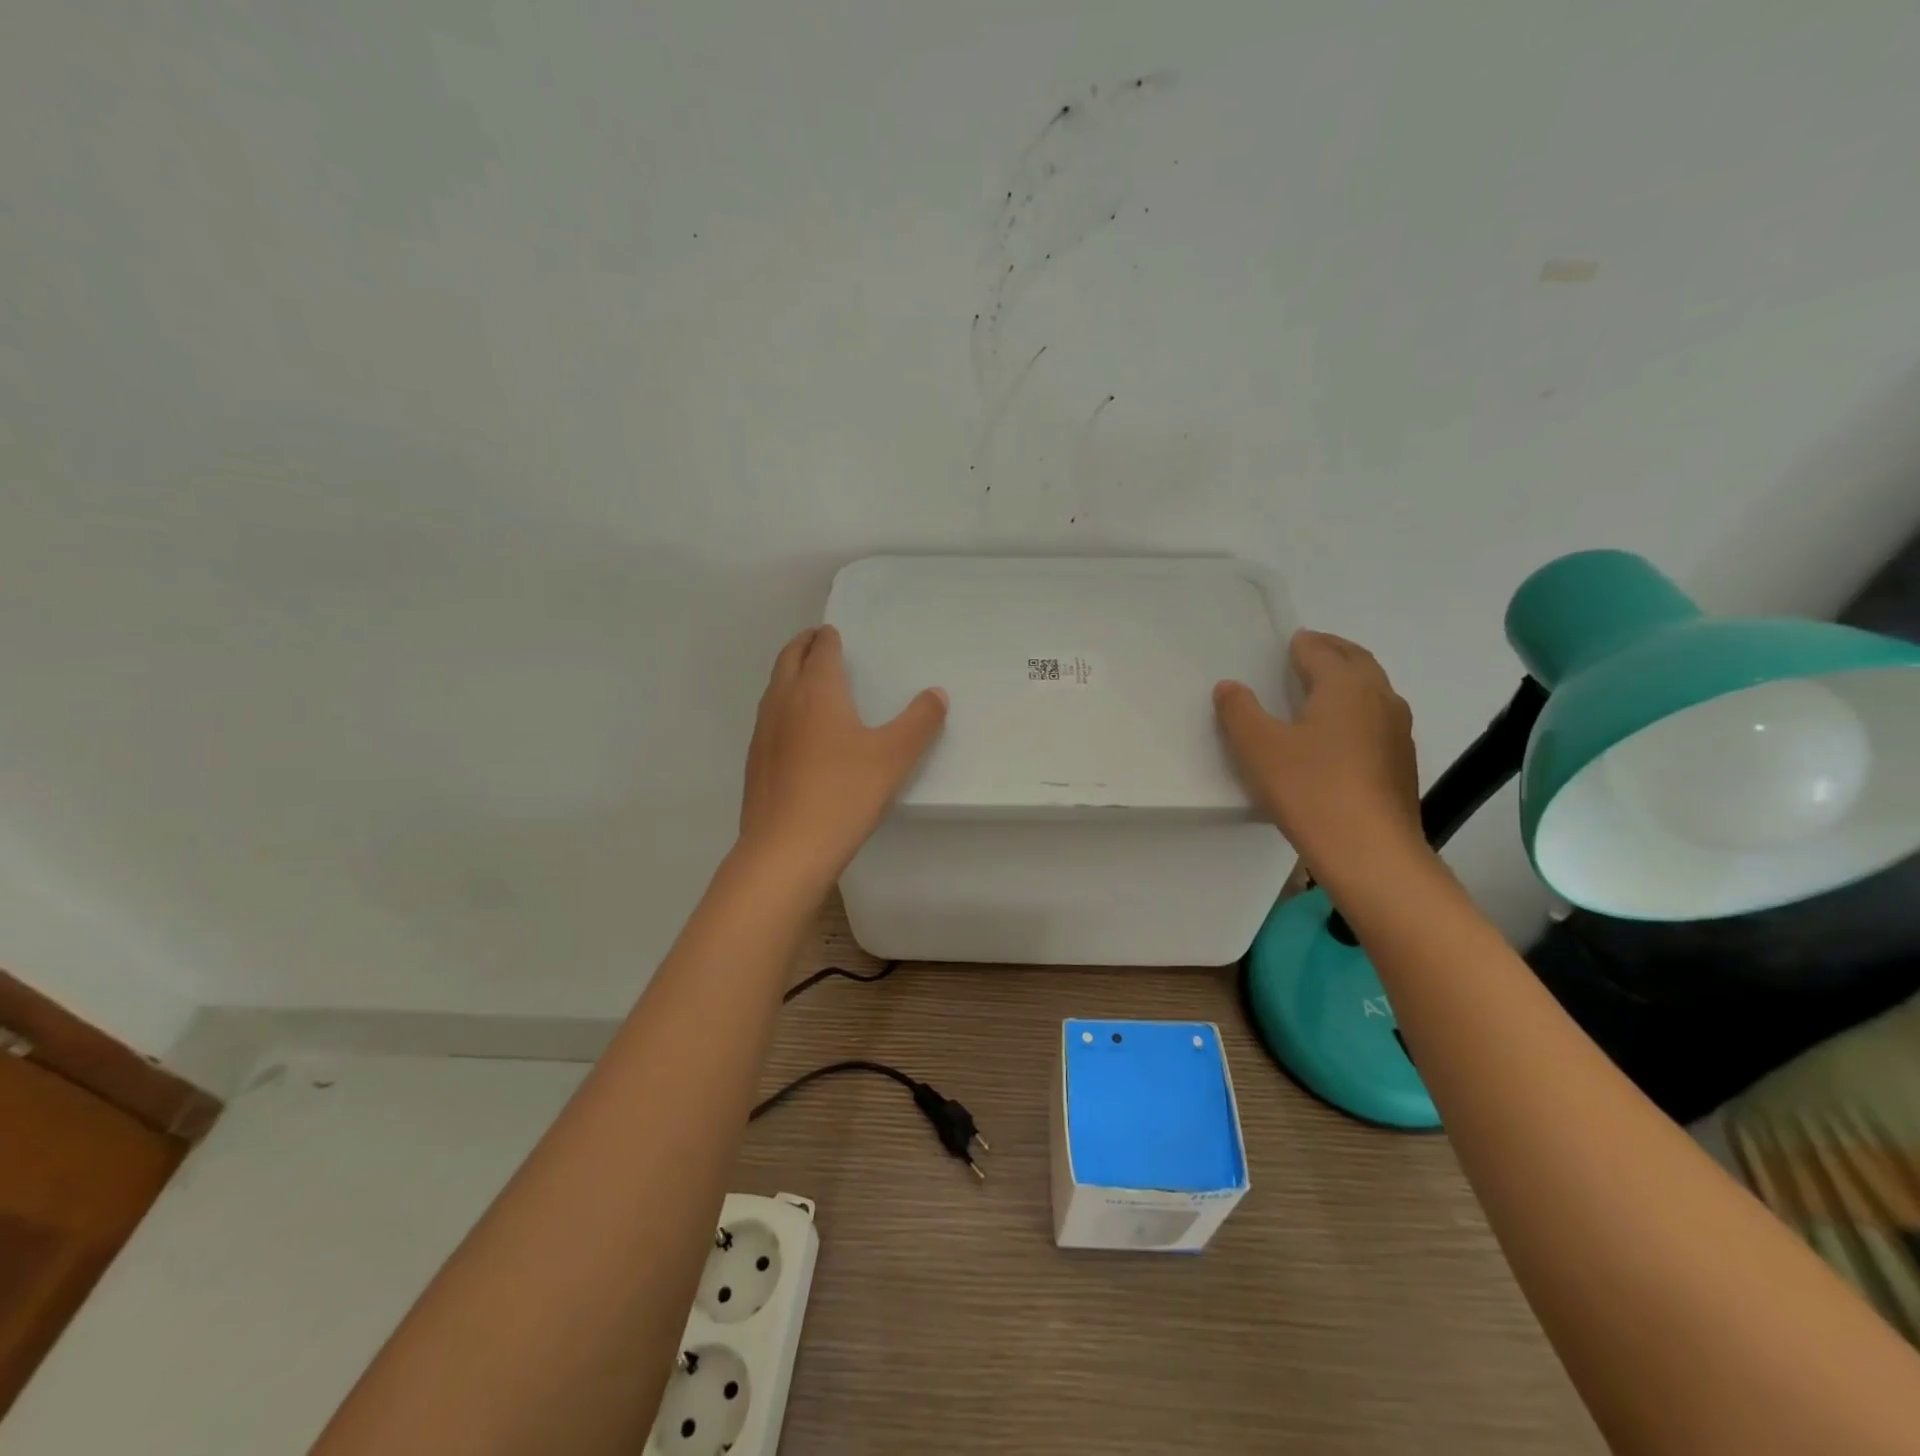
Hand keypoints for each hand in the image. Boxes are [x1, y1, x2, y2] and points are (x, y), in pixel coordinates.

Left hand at [739, 625, 947, 882]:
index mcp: (817, 690)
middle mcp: (783, 701)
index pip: (820, 649)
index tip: (835, 633)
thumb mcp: (894, 757)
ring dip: (790, 675)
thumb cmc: (844, 794)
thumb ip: (919, 721)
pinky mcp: (756, 761)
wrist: (786, 849)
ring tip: (810, 681)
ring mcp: (763, 732)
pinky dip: (784, 707)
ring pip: (775, 689)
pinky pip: (769, 719)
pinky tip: (798, 732)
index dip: (828, 637)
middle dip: (803, 645)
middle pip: (788, 659)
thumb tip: (936, 694)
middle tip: (819, 641)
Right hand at [1214, 630, 1421, 879]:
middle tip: (1312, 649)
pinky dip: (1360, 709)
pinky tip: (1344, 733)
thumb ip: (1239, 711)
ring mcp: (1397, 731)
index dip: (1302, 644)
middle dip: (1334, 651)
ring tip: (1327, 686)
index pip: (1321, 651)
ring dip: (1351, 679)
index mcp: (1344, 686)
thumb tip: (1229, 686)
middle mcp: (1378, 698)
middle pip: (1357, 661)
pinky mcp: (1401, 763)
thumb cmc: (1309, 789)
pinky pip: (1379, 719)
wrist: (1370, 851)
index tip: (1290, 641)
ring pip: (1374, 690)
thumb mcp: (1258, 747)